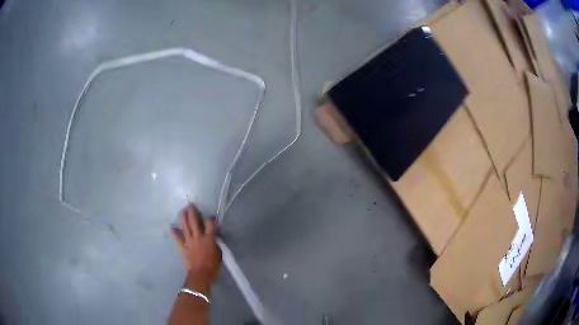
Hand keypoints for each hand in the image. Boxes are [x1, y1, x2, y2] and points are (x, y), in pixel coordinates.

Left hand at [171, 204, 221, 284]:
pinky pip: (177, 239)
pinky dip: (174, 233)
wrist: (201, 275)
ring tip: (183, 211)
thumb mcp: (219, 253)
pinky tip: (170, 227)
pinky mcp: (183, 247)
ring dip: (183, 218)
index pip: (210, 224)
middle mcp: (198, 237)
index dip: (210, 218)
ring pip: (185, 227)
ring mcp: (189, 241)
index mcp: (209, 238)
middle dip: (192, 212)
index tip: (210, 217)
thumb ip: (216, 243)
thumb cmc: (213, 266)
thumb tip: (214, 237)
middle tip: (190, 204)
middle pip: (194, 221)